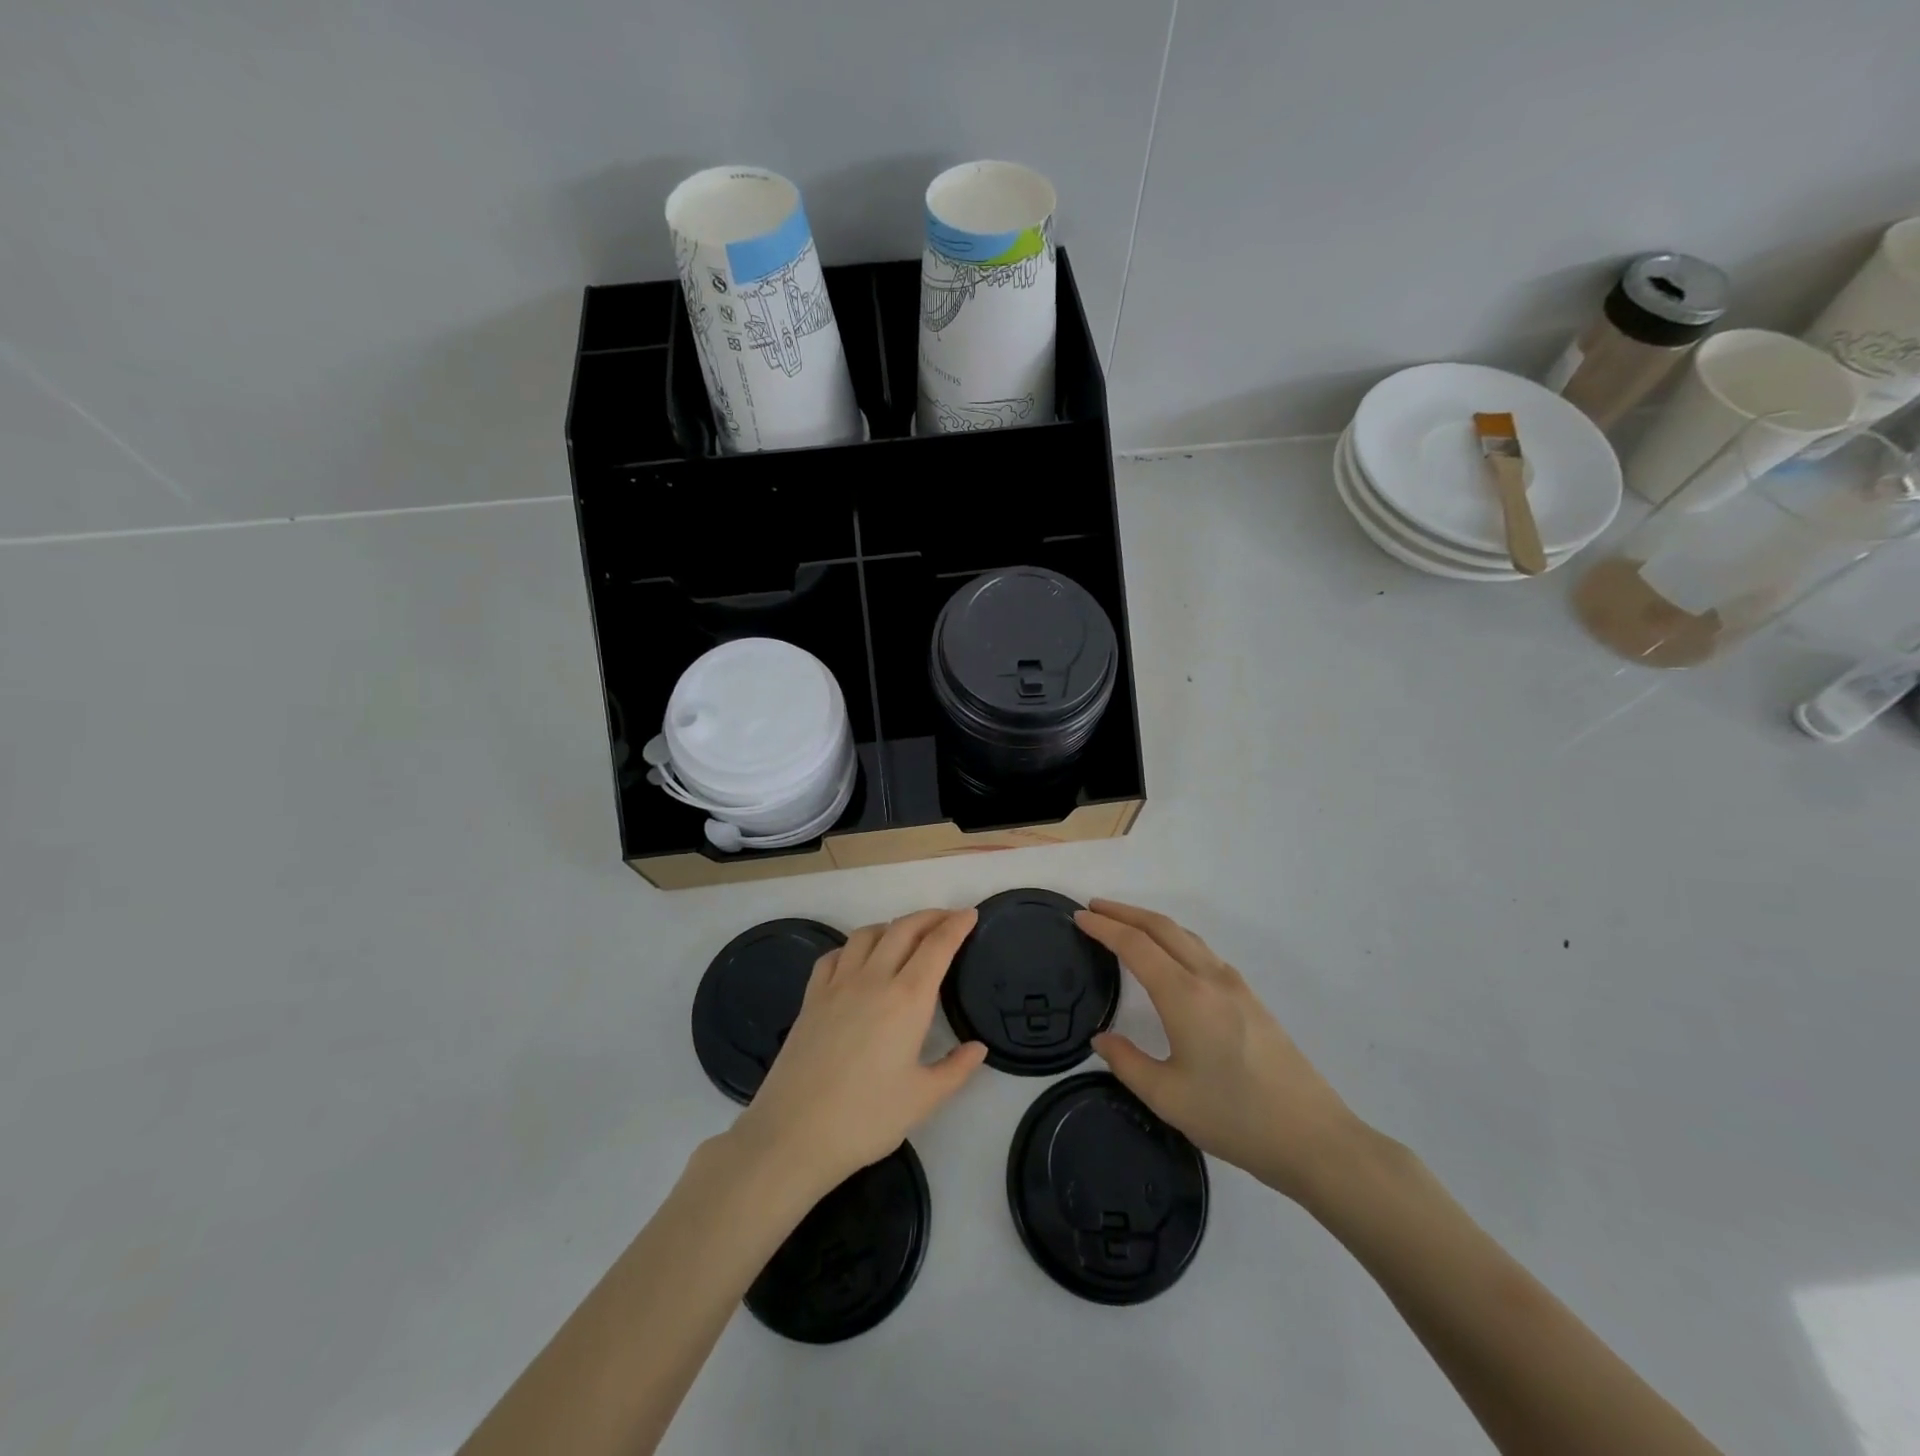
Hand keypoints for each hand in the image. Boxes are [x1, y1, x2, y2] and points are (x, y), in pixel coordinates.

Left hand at [729, 909, 987, 1199]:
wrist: (793, 1134)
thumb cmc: (866, 1119)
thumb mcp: (923, 1100)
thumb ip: (956, 1069)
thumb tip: (978, 1047)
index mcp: (907, 999)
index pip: (937, 946)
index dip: (956, 925)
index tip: (970, 914)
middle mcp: (873, 980)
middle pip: (903, 929)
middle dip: (929, 917)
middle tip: (948, 919)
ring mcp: (837, 985)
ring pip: (867, 935)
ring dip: (892, 926)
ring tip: (906, 936)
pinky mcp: (810, 998)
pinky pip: (834, 956)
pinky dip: (853, 947)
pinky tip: (858, 961)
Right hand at [1077, 899, 1366, 1203]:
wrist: (1314, 1138)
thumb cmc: (1235, 1118)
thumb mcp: (1168, 1097)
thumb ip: (1127, 1062)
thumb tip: (1101, 1038)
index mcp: (1185, 996)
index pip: (1135, 946)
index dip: (1104, 928)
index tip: (1078, 917)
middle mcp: (1210, 978)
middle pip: (1162, 928)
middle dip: (1125, 913)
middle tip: (1094, 909)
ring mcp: (1236, 986)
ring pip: (1186, 937)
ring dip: (1151, 924)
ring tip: (1125, 926)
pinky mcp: (1251, 1000)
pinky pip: (1203, 953)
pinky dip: (1175, 940)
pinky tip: (1169, 959)